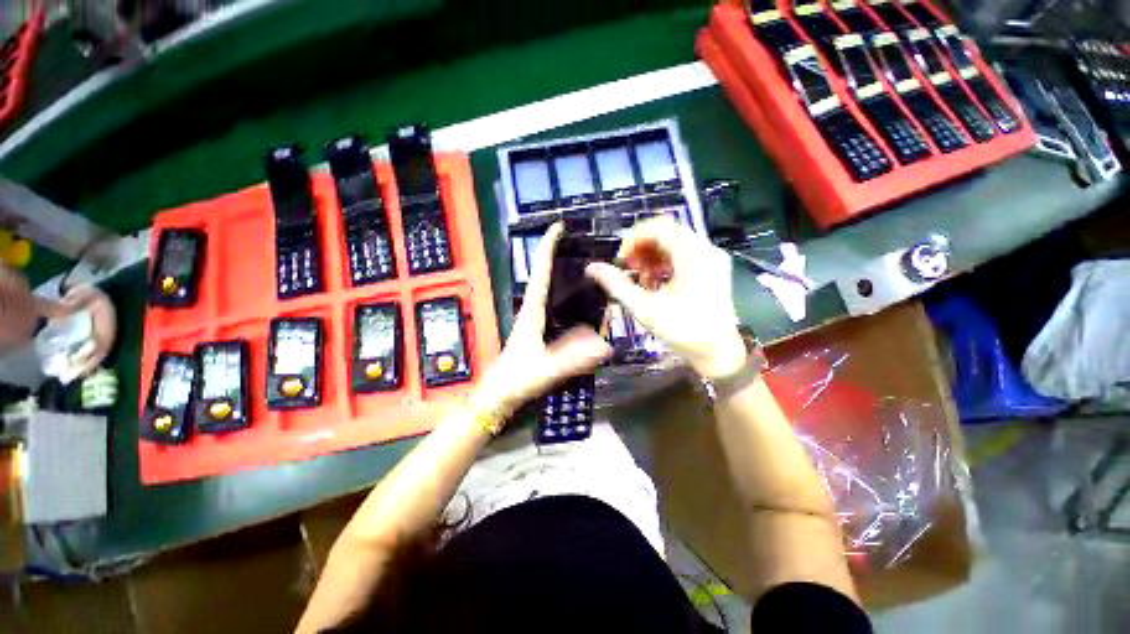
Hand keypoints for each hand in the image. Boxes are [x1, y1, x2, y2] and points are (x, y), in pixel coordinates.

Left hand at [469, 223, 611, 418]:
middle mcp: (535, 310)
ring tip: (597, 274)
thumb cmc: (516, 379)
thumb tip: (607, 347)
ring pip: (555, 293)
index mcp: (532, 311)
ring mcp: (538, 321)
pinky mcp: (542, 332)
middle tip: (590, 248)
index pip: (540, 271)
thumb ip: (574, 360)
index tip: (558, 226)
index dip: (547, 247)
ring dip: (571, 281)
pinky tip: (590, 308)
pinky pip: (561, 310)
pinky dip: (574, 303)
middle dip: (564, 258)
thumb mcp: (546, 370)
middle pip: (548, 276)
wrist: (499, 395)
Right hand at [586, 218, 746, 378]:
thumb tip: (592, 268)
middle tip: (628, 268)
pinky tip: (655, 282)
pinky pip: (685, 254)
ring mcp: (712, 258)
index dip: (634, 238)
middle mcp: (706, 249)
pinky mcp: (713, 268)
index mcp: (693, 255)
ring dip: (652, 255)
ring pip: (675, 242)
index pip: (659, 227)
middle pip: (667, 233)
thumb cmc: (682, 331)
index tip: (620, 259)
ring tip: (641, 278)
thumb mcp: (644, 308)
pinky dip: (665, 262)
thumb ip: (616, 285)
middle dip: (642, 248)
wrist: (719, 354)